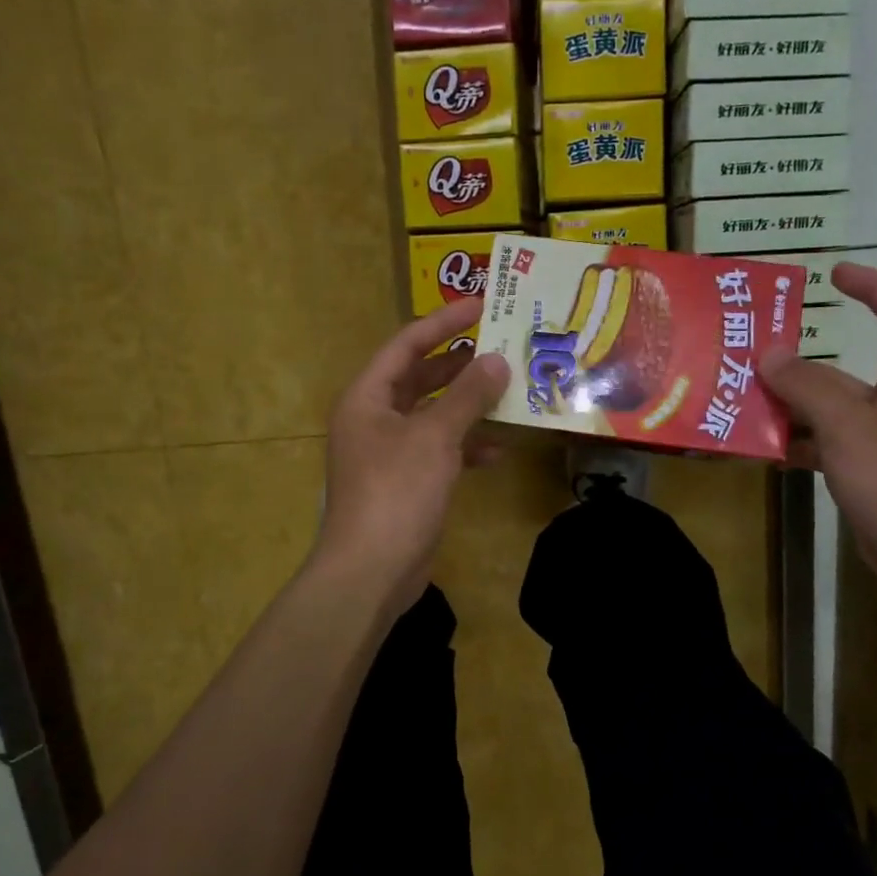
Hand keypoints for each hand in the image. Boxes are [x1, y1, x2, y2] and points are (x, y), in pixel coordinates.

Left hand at [312, 297, 509, 608]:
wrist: (372, 570)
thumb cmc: (396, 492)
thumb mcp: (435, 438)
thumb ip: (468, 397)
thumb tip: (497, 360)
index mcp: (367, 397)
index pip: (407, 345)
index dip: (444, 322)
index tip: (482, 305)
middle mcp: (374, 418)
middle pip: (420, 378)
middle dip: (460, 364)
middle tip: (502, 346)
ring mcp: (389, 453)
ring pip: (433, 416)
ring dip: (468, 406)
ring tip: (509, 391)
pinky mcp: (407, 483)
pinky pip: (439, 452)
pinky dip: (465, 448)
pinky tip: (497, 451)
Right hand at [760, 264, 876, 611]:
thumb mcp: (848, 427)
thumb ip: (807, 387)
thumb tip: (769, 351)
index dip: (874, 287)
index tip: (833, 274)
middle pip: (842, 372)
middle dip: (796, 365)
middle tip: (745, 360)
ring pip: (825, 414)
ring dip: (786, 409)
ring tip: (737, 405)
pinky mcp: (864, 478)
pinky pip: (821, 449)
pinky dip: (793, 446)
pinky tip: (758, 451)